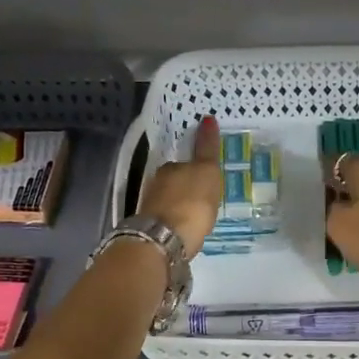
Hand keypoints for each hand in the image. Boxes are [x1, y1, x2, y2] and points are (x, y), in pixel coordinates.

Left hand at [136, 116, 222, 258]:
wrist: (163, 240)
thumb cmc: (190, 203)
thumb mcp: (207, 172)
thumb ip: (207, 148)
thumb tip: (207, 118)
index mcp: (169, 168)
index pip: (185, 163)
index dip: (198, 169)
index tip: (208, 181)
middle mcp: (156, 184)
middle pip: (176, 182)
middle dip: (188, 188)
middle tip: (206, 198)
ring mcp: (151, 207)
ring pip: (170, 201)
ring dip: (182, 205)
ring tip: (199, 216)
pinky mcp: (150, 229)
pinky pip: (169, 219)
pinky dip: (177, 221)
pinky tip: (187, 230)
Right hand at [324, 154, 358, 294]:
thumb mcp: (339, 226)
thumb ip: (331, 210)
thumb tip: (338, 204)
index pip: (337, 161)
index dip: (322, 175)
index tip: (310, 192)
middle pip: (357, 178)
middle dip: (341, 193)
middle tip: (323, 214)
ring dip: (358, 210)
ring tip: (341, 231)